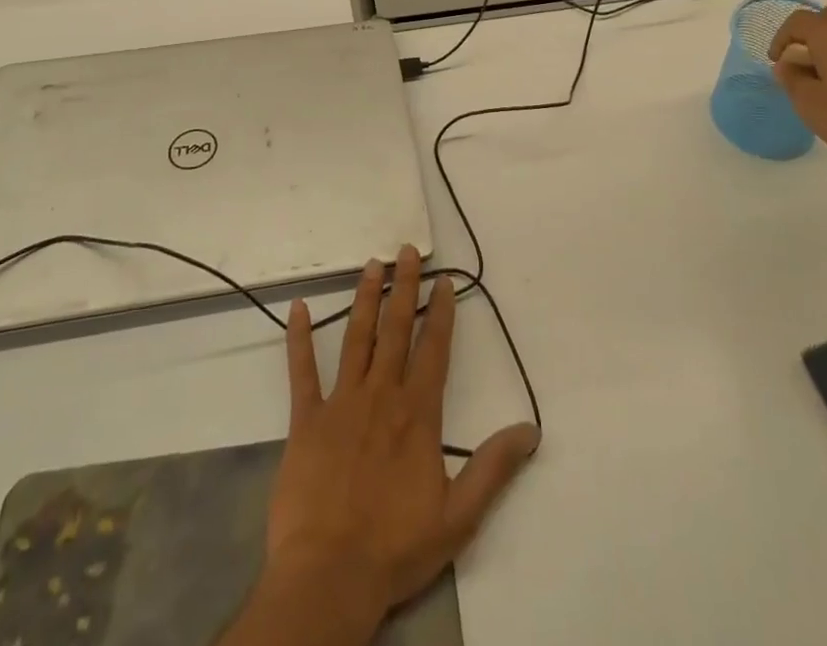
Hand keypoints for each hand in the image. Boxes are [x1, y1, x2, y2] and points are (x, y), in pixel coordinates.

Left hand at [265, 246, 539, 631]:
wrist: (330, 576)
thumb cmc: (396, 547)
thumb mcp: (459, 516)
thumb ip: (493, 468)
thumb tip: (529, 429)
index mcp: (417, 414)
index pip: (434, 350)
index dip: (441, 312)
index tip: (444, 280)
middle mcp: (381, 395)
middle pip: (396, 330)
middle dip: (404, 288)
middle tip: (406, 251)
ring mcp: (341, 403)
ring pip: (356, 338)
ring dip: (365, 299)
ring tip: (371, 265)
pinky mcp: (306, 419)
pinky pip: (302, 371)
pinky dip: (299, 338)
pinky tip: (297, 308)